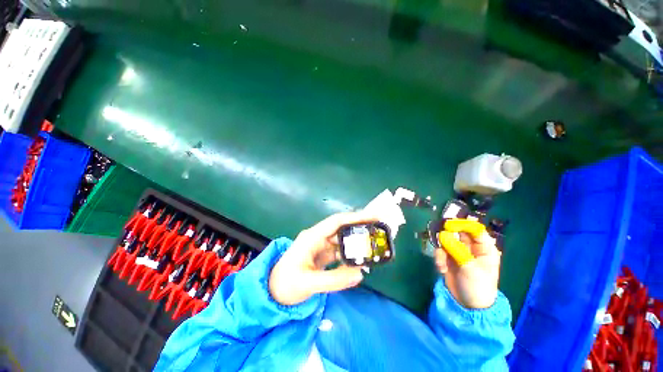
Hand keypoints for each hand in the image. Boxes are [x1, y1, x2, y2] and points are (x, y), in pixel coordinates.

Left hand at [269, 211, 377, 305]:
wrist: (271, 293)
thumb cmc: (285, 284)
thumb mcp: (308, 283)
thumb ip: (335, 279)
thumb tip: (361, 273)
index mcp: (312, 237)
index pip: (337, 221)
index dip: (355, 217)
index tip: (373, 217)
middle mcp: (317, 237)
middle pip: (341, 228)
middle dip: (359, 227)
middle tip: (378, 230)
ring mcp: (320, 246)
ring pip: (341, 240)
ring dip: (356, 242)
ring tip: (372, 245)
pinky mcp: (322, 255)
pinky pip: (339, 251)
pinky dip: (350, 254)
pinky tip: (359, 260)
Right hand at [435, 231, 500, 308]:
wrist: (468, 305)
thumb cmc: (477, 287)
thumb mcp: (470, 268)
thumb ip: (457, 250)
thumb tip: (443, 235)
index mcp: (484, 249)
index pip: (475, 230)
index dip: (464, 225)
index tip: (450, 225)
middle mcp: (471, 247)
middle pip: (458, 233)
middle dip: (448, 236)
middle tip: (441, 239)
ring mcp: (458, 252)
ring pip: (446, 241)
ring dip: (442, 251)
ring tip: (442, 264)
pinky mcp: (448, 258)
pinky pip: (440, 251)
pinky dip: (438, 258)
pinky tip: (441, 269)